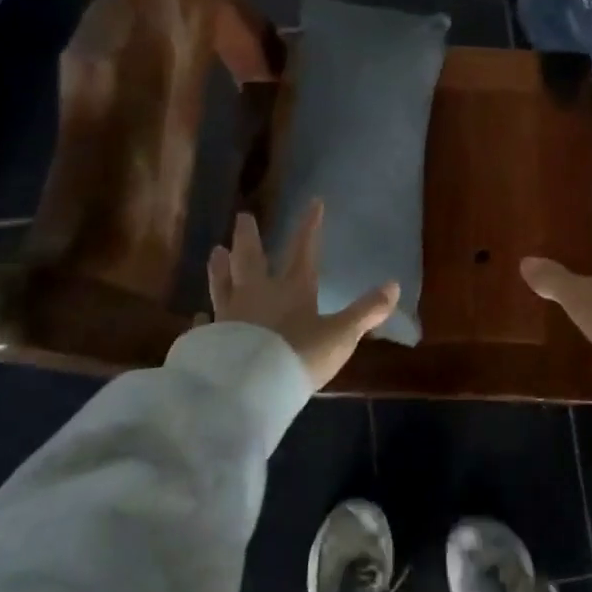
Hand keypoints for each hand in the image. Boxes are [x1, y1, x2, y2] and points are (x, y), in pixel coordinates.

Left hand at [208, 202, 399, 389]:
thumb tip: (394, 285)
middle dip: (249, 236)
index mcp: (292, 289)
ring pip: (223, 283)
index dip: (310, 226)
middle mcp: (258, 294)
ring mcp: (230, 315)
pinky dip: (202, 320)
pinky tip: (198, 317)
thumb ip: (366, 311)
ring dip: (220, 267)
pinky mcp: (210, 340)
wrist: (247, 389)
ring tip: (215, 251)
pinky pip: (205, 325)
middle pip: (251, 258)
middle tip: (242, 216)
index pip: (303, 250)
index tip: (313, 202)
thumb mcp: (340, 335)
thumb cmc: (298, 356)